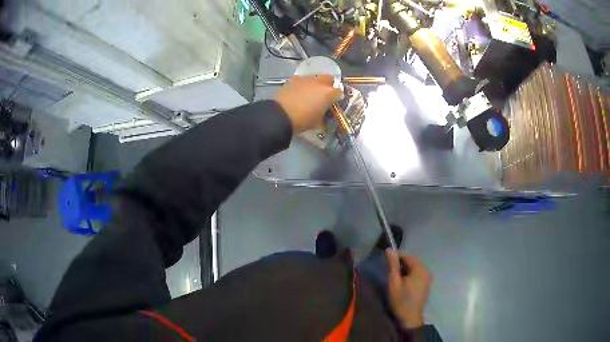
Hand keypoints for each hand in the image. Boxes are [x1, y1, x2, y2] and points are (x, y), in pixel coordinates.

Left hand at [274, 75, 342, 132]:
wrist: (280, 114)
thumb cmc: (302, 120)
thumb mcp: (318, 122)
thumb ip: (324, 115)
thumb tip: (324, 114)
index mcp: (328, 93)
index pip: (339, 92)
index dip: (337, 98)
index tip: (333, 104)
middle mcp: (319, 82)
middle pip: (328, 79)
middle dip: (328, 85)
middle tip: (324, 95)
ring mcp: (305, 79)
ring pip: (315, 78)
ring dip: (315, 84)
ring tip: (310, 94)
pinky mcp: (293, 79)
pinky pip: (303, 80)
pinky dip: (303, 85)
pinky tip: (298, 93)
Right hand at [386, 249, 431, 329]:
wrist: (410, 318)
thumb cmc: (400, 301)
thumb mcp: (393, 283)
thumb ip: (393, 265)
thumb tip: (390, 249)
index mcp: (419, 269)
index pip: (408, 256)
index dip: (397, 257)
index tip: (387, 264)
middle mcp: (426, 271)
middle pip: (413, 261)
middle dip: (402, 263)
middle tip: (391, 272)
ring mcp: (428, 278)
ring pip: (416, 267)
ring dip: (406, 269)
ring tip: (396, 277)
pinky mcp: (427, 284)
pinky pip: (419, 273)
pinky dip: (411, 274)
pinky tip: (404, 282)